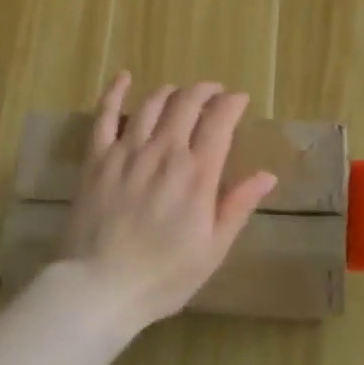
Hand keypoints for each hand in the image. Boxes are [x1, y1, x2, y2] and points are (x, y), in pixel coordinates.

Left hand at [61, 73, 276, 328]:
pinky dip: (115, 92)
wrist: (100, 287)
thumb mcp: (213, 249)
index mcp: (197, 173)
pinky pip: (105, 115)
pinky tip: (123, 77)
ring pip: (152, 103)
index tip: (239, 100)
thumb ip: (238, 206)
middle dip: (205, 91)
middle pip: (187, 103)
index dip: (232, 103)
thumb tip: (266, 175)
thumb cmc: (163, 276)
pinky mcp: (97, 158)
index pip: (219, 121)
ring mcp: (127, 151)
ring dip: (171, 92)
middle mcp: (164, 151)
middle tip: (214, 93)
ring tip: (180, 94)